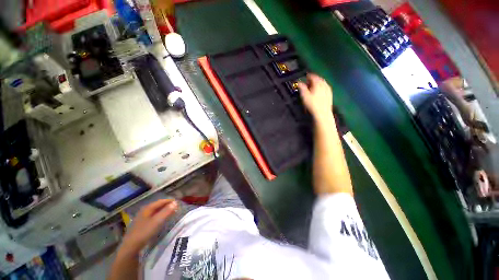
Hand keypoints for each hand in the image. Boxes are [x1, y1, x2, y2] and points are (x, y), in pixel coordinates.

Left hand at [120, 199, 178, 255]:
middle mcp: (144, 210)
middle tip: (176, 208)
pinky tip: (162, 220)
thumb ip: (167, 211)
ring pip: (155, 211)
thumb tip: (175, 203)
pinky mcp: (141, 224)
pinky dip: (159, 215)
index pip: (161, 201)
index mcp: (148, 208)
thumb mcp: (157, 221)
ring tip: (171, 213)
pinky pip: (153, 216)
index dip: (170, 201)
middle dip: (167, 205)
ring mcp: (142, 217)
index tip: (178, 202)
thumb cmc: (145, 232)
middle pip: (158, 205)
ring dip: (164, 211)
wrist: (131, 246)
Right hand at [297, 74, 332, 122]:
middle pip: (319, 79)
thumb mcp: (305, 96)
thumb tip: (299, 83)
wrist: (322, 112)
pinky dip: (322, 88)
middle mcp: (324, 85)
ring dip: (318, 83)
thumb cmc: (313, 104)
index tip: (306, 77)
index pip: (313, 76)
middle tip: (308, 82)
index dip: (309, 76)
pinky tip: (319, 91)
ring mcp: (328, 90)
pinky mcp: (330, 95)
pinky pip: (326, 88)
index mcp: (318, 84)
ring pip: (323, 83)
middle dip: (313, 80)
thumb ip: (302, 88)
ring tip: (313, 87)